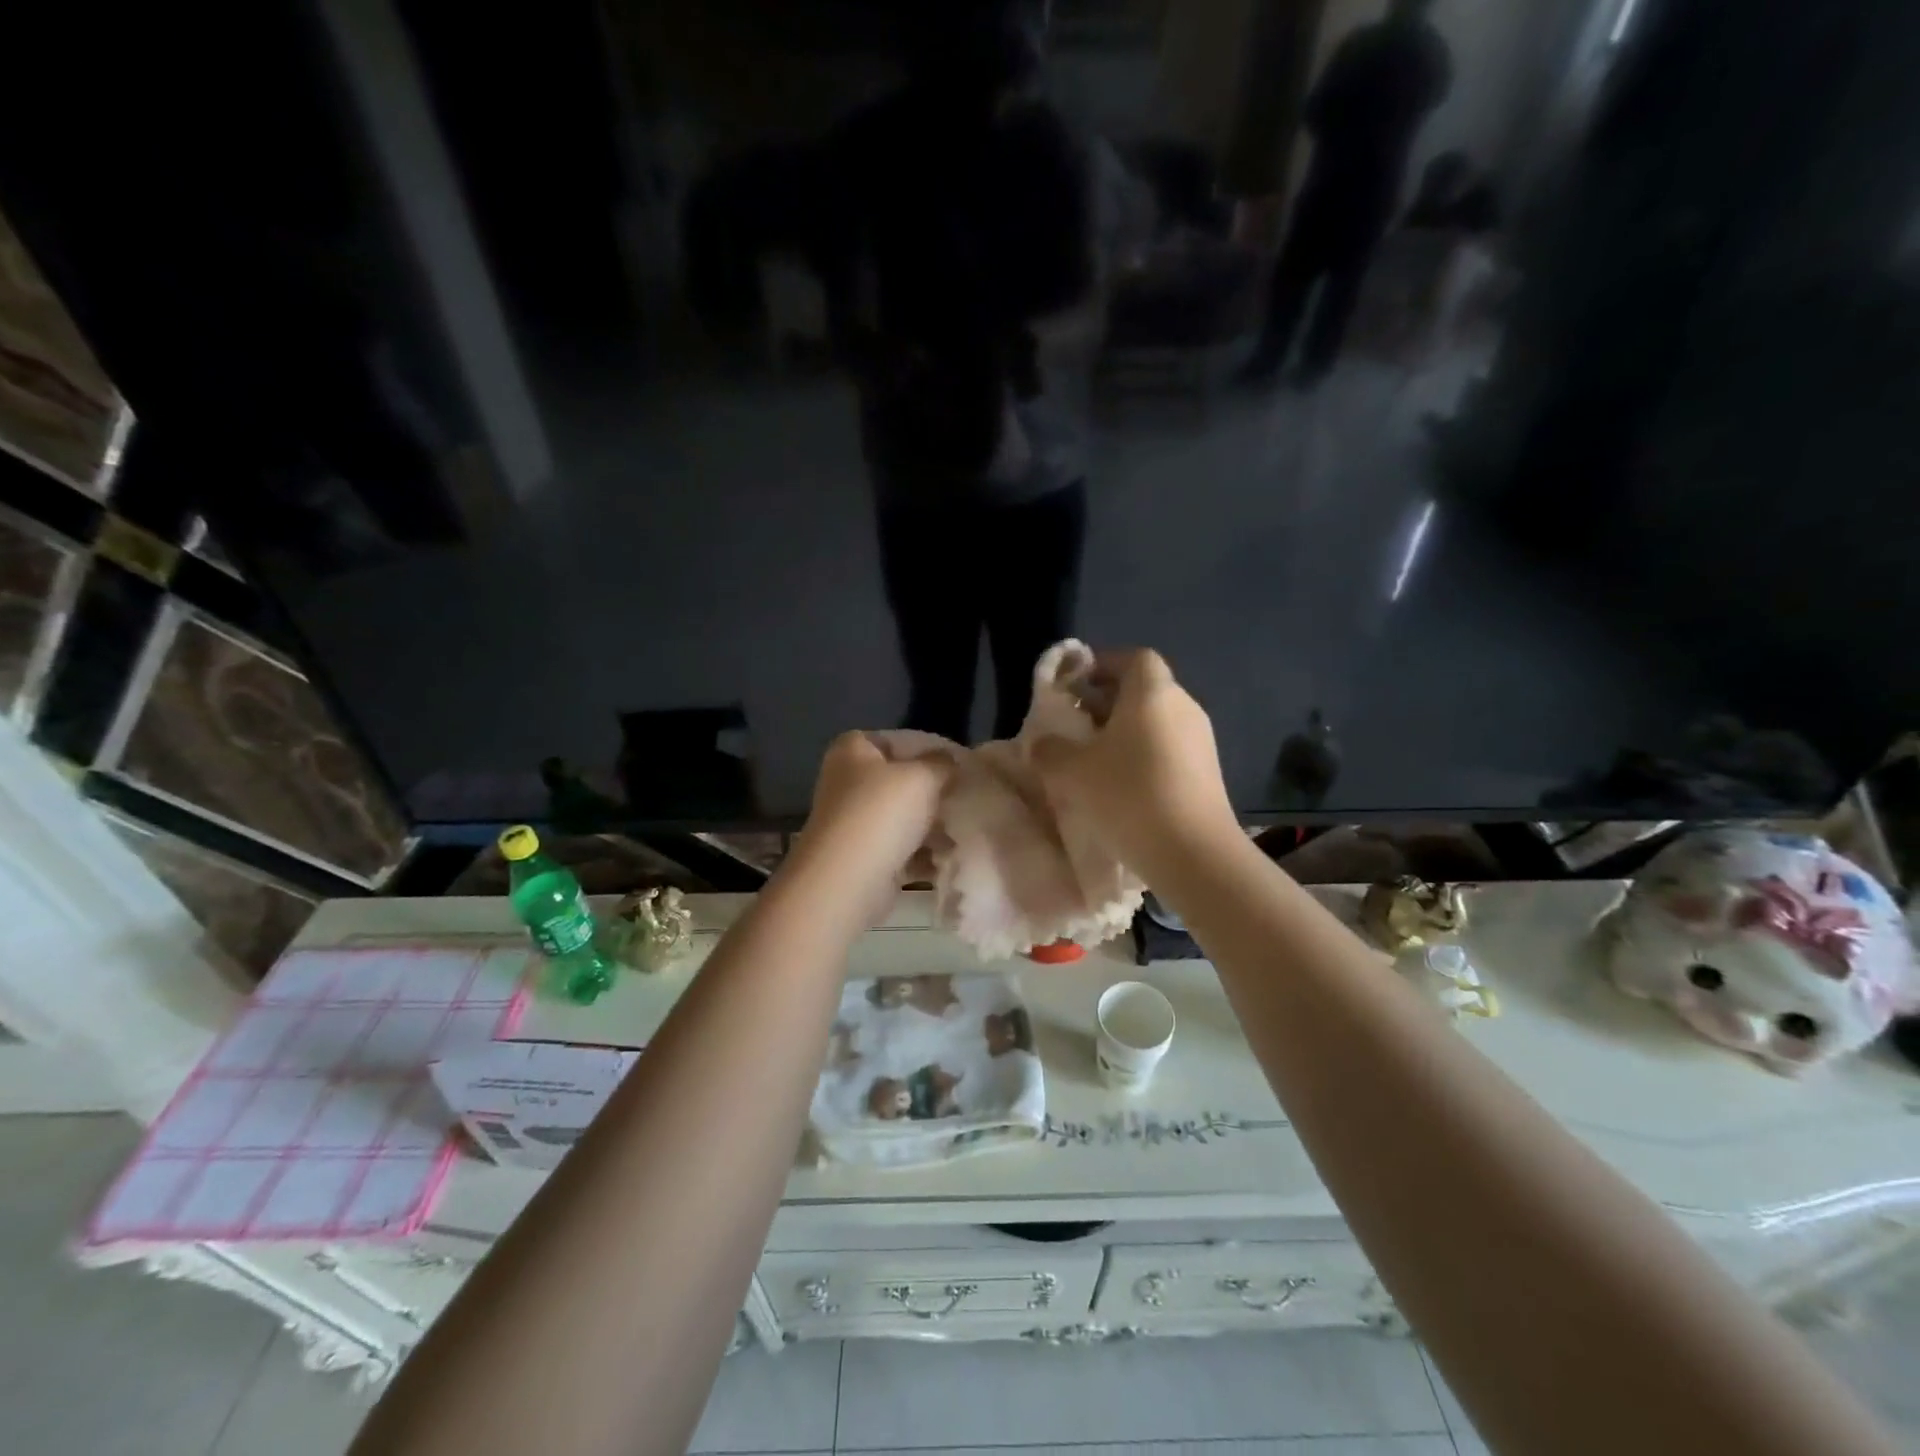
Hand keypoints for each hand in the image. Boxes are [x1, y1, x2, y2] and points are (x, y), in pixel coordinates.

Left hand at [787, 732, 949, 911]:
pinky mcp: (863, 857)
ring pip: (903, 818)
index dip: (929, 750)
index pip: (896, 741)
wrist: (848, 879)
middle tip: (967, 798)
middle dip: (934, 792)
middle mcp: (848, 783)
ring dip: (932, 827)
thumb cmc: (882, 812)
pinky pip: (901, 850)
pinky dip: (923, 855)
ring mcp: (854, 822)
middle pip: (901, 782)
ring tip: (964, 831)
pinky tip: (949, 859)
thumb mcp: (922, 776)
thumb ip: (942, 763)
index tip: (959, 765)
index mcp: (852, 751)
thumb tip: (951, 761)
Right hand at [1032, 650, 1237, 873]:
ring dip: (1126, 732)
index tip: (1075, 687)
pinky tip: (1124, 786)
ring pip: (1157, 721)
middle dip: (1108, 702)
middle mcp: (1183, 706)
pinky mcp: (1209, 771)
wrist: (1194, 853)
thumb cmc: (1129, 795)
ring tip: (1095, 760)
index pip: (1133, 657)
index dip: (1103, 665)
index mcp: (1152, 692)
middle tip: (1077, 726)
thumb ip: (1050, 749)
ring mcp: (1201, 739)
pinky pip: (1170, 748)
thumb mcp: (1072, 772)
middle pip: (1144, 689)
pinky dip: (1145, 755)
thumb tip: (1042, 742)